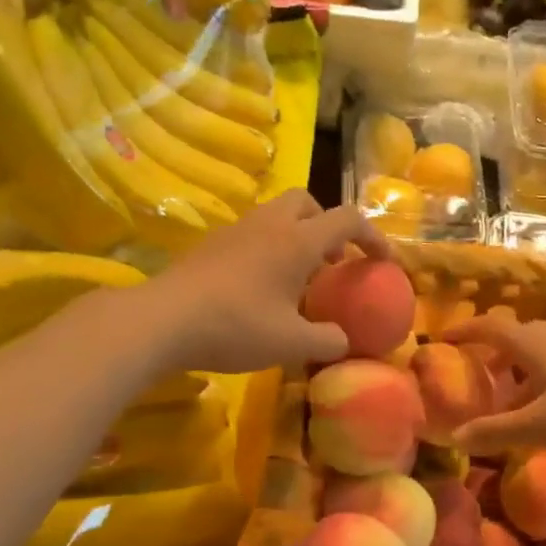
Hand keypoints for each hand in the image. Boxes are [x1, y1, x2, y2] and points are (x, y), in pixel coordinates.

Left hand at [141, 191, 386, 373]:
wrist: (162, 321)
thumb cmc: (236, 327)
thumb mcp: (292, 344)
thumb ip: (328, 341)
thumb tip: (343, 341)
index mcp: (297, 241)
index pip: (347, 219)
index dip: (372, 236)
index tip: (383, 261)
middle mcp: (269, 225)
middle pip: (307, 201)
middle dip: (327, 225)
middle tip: (331, 261)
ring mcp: (235, 231)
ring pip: (276, 215)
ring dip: (296, 237)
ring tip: (298, 277)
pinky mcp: (211, 245)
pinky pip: (252, 233)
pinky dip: (268, 249)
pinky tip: (260, 287)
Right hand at [448, 314, 545, 459]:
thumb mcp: (538, 426)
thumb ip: (495, 432)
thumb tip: (454, 437)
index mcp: (534, 347)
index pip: (491, 327)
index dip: (465, 330)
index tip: (441, 338)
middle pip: (515, 337)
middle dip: (489, 350)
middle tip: (471, 371)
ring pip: (536, 356)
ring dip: (514, 370)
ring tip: (500, 398)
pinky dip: (535, 384)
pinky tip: (538, 412)